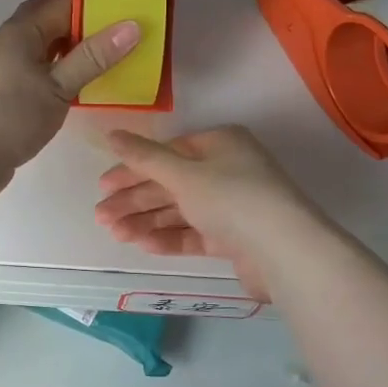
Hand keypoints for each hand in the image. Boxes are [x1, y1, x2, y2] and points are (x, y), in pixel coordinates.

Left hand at [0, 0, 140, 197]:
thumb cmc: (9, 116)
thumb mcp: (57, 86)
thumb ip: (93, 56)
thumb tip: (132, 25)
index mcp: (22, 29)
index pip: (63, 0)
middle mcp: (15, 42)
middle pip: (55, 20)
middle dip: (90, 19)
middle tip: (131, 22)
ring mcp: (13, 68)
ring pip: (52, 47)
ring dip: (80, 46)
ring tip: (119, 48)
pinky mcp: (14, 93)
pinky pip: (48, 70)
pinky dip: (69, 69)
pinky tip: (91, 80)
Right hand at [93, 126, 318, 301]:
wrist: (285, 252)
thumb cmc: (232, 198)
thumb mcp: (182, 173)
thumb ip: (144, 157)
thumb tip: (111, 134)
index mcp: (220, 144)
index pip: (166, 153)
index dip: (132, 168)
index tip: (103, 186)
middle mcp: (227, 170)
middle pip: (170, 183)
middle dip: (134, 200)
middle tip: (102, 216)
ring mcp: (233, 206)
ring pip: (180, 210)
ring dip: (146, 221)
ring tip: (116, 234)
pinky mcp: (235, 239)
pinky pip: (195, 233)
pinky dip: (169, 237)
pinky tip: (143, 245)